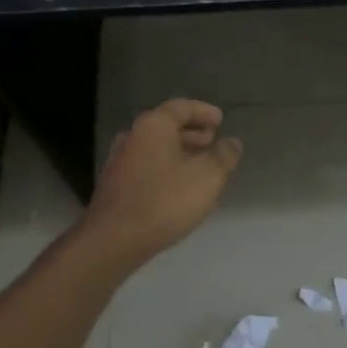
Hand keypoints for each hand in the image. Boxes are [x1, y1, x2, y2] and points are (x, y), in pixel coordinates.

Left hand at [84, 99, 241, 266]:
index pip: (181, 107)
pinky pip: (147, 167)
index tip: (220, 120)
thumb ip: (224, 156)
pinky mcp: (116, 186)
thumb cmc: (165, 200)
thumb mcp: (207, 176)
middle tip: (212, 142)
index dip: (203, 111)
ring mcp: (120, 162)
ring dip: (179, 152)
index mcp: (153, 126)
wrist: (114, 239)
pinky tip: (179, 187)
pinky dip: (166, 169)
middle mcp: (133, 137)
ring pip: (156, 148)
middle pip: (166, 126)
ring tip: (200, 166)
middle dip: (192, 133)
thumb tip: (232, 143)